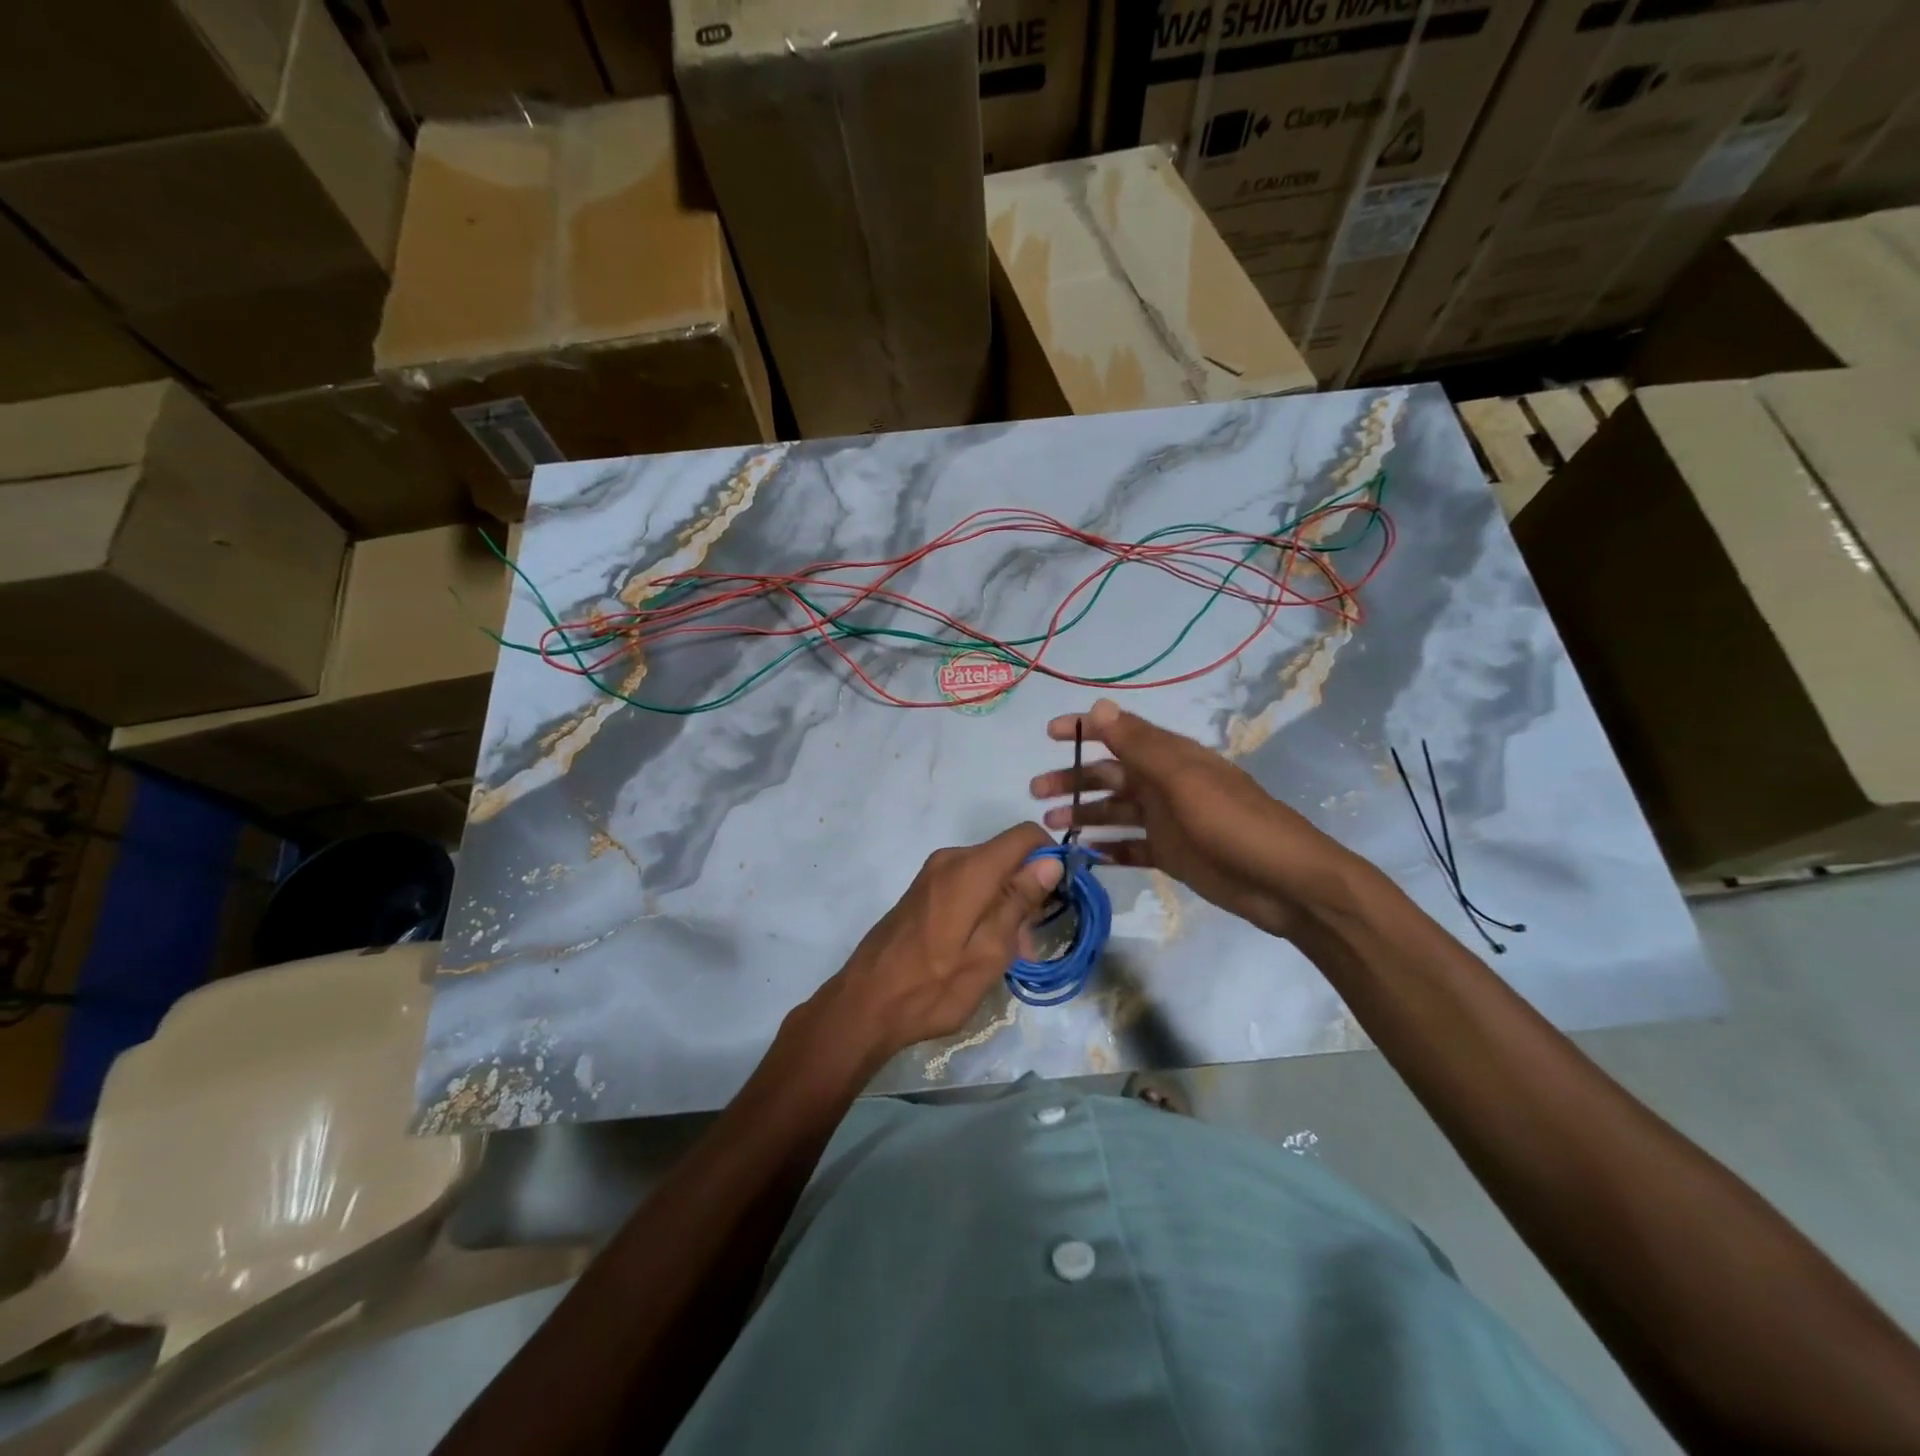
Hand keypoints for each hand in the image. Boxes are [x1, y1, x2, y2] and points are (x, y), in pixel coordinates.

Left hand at [783, 824, 1063, 1076]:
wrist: (865, 1005)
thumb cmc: (933, 986)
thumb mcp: (988, 952)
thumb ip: (1019, 901)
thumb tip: (1051, 860)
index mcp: (970, 869)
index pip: (1026, 835)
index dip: (1051, 857)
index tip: (1059, 897)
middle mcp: (951, 860)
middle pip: (1007, 856)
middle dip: (1028, 892)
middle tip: (1027, 945)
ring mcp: (933, 874)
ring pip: (989, 874)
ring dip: (1007, 906)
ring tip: (1006, 957)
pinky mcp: (923, 891)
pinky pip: (967, 885)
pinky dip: (984, 908)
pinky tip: (981, 949)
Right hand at [1029, 699, 1363, 938]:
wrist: (1285, 883)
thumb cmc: (1233, 824)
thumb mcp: (1183, 780)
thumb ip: (1139, 745)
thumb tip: (1098, 706)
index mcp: (1170, 758)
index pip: (1119, 733)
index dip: (1084, 730)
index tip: (1049, 734)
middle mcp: (1165, 784)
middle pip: (1109, 775)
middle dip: (1073, 778)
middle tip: (1035, 792)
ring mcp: (1168, 821)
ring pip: (1115, 811)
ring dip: (1084, 812)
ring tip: (1050, 825)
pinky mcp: (1172, 854)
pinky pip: (1130, 846)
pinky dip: (1108, 848)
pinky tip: (1084, 854)